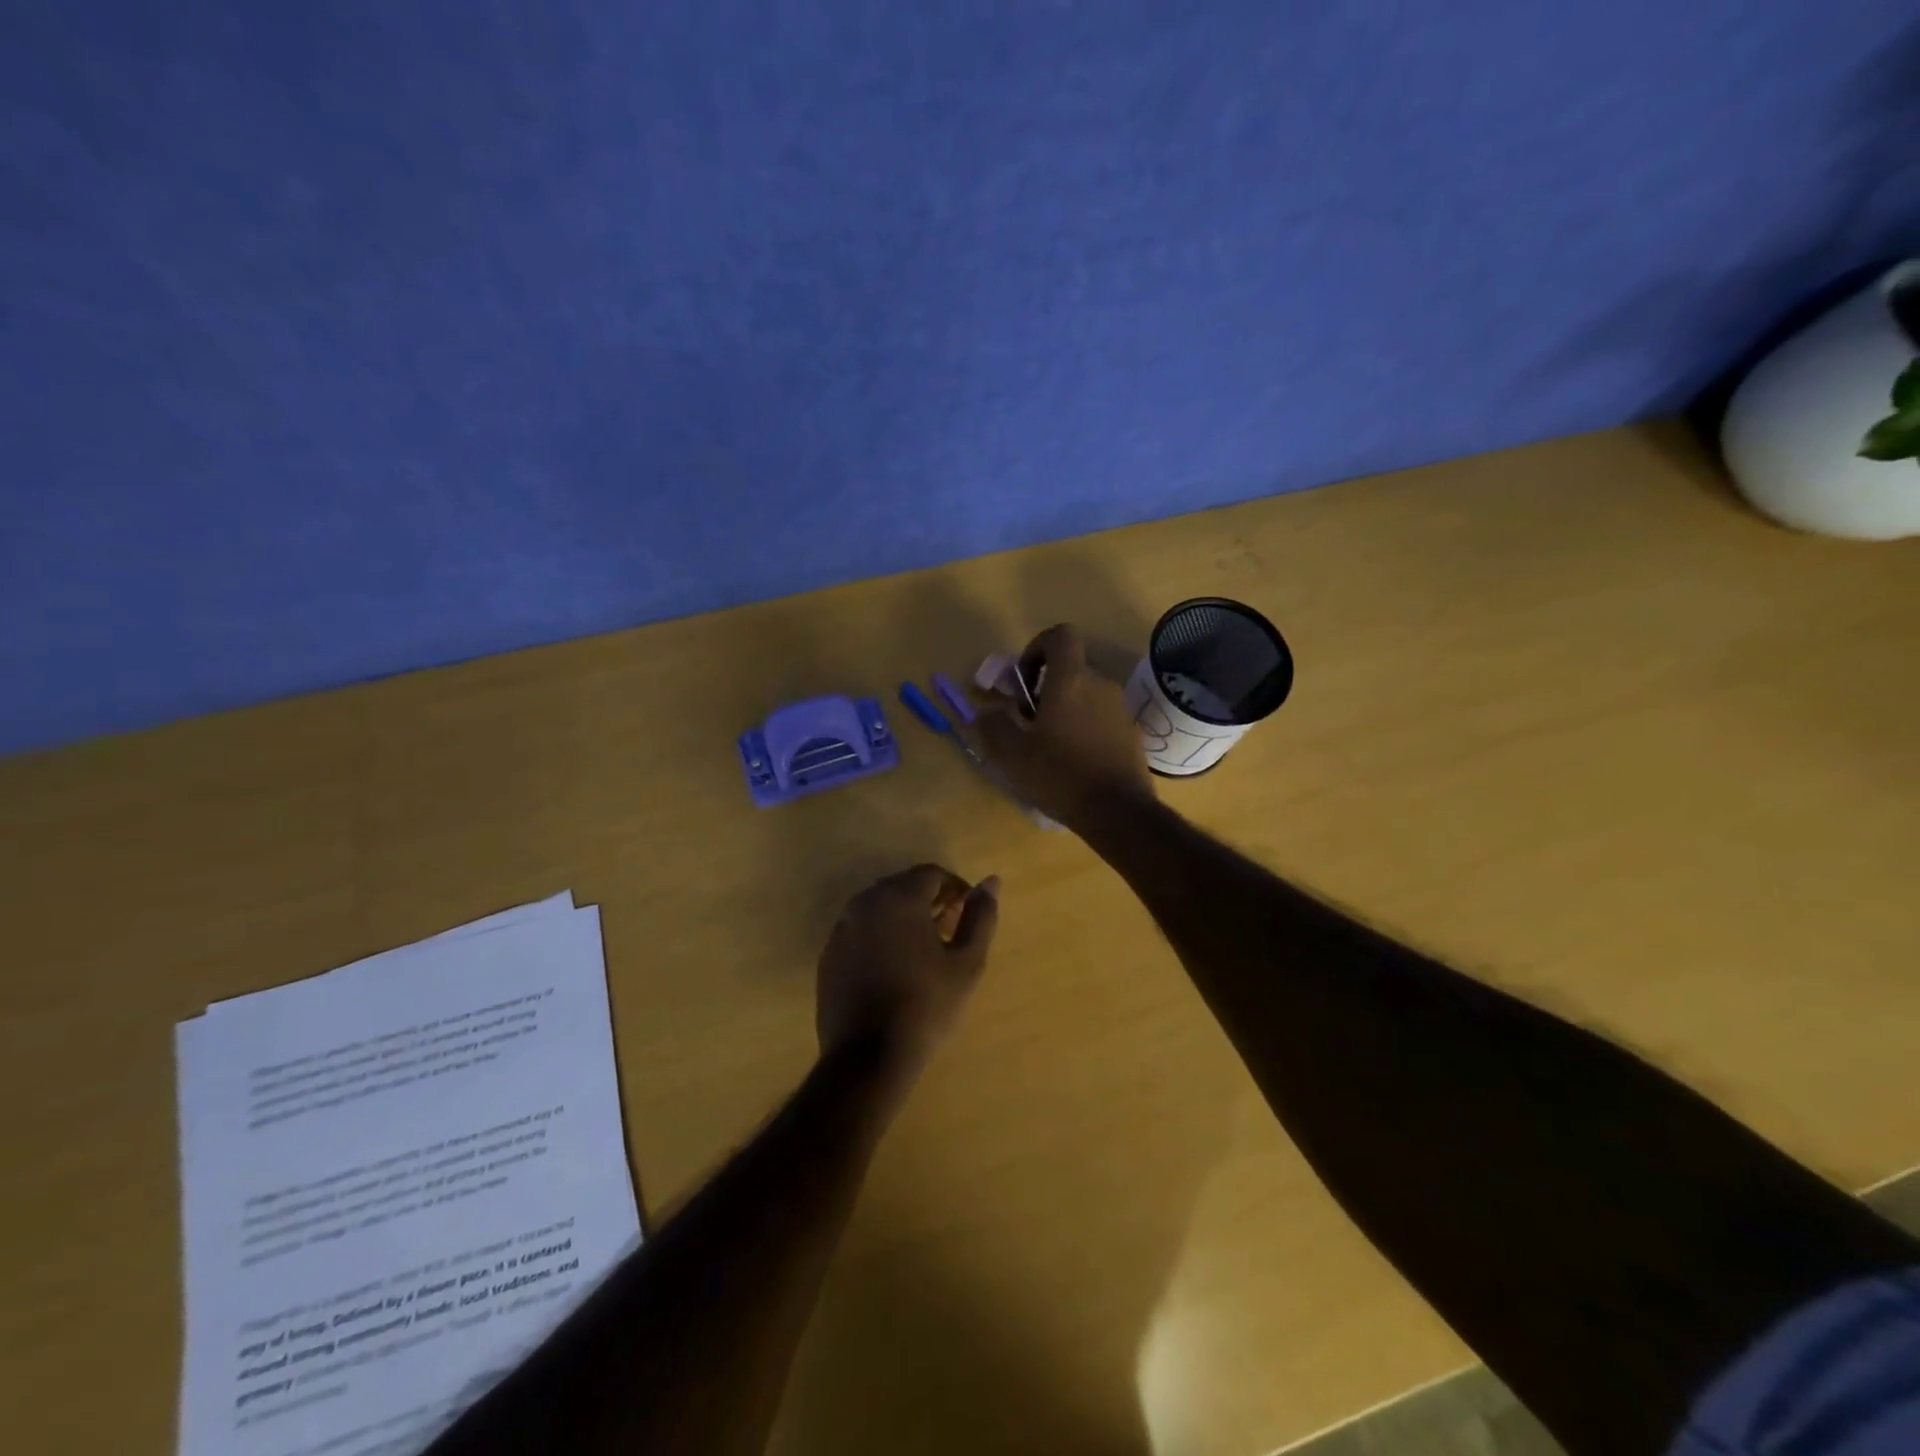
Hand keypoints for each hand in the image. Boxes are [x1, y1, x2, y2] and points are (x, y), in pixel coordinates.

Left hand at [816, 865, 999, 1086]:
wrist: (867, 1056)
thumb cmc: (926, 1005)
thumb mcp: (967, 963)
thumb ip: (981, 916)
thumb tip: (991, 881)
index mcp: (899, 896)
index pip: (932, 874)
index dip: (955, 889)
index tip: (968, 914)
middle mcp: (866, 901)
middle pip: (904, 886)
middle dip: (930, 901)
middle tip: (950, 931)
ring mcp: (842, 927)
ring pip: (881, 907)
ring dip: (904, 917)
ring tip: (924, 951)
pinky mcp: (830, 952)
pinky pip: (861, 930)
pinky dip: (881, 936)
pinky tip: (894, 968)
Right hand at [971, 624, 1156, 830]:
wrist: (1118, 812)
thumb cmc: (1060, 775)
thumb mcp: (1012, 754)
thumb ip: (994, 725)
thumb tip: (989, 711)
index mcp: (1071, 680)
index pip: (1060, 635)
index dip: (1037, 648)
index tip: (1024, 681)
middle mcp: (1100, 684)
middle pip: (1071, 668)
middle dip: (1046, 686)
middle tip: (1029, 721)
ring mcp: (1120, 708)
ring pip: (1086, 693)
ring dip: (1065, 708)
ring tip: (1050, 744)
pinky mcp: (1131, 732)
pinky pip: (1102, 716)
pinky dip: (1085, 726)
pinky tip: (1074, 760)